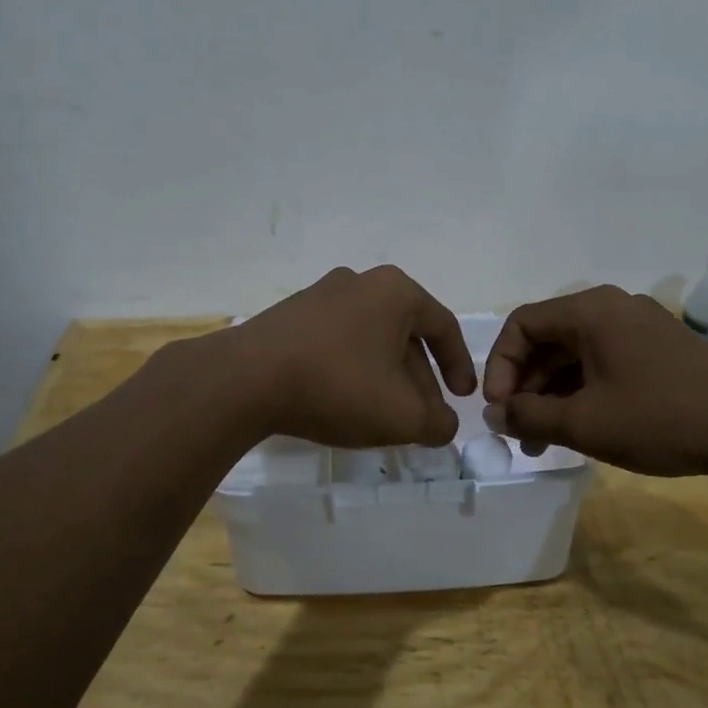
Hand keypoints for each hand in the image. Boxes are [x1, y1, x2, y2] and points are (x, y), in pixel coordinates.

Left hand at [221, 266, 476, 447]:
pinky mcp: (288, 316)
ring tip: (383, 417)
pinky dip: (350, 372)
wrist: (245, 380)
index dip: (459, 366)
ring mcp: (318, 296)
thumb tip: (443, 425)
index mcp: (394, 292)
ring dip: (384, 378)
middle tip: (421, 418)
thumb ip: (436, 423)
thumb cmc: (338, 386)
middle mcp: (359, 282)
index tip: (462, 398)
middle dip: (418, 381)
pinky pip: (335, 344)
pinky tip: (343, 403)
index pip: (443, 327)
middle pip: (404, 336)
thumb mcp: (402, 416)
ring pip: (369, 341)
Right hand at [481, 286, 707, 476]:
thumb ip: (528, 415)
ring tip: (543, 440)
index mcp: (590, 311)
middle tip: (517, 430)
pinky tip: (580, 427)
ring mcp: (639, 327)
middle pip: (547, 339)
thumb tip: (495, 414)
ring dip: (551, 393)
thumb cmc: (662, 419)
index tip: (498, 409)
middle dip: (525, 386)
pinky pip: (603, 362)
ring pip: (575, 354)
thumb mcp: (584, 423)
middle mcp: (612, 308)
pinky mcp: (658, 349)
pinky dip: (582, 391)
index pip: (521, 325)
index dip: (499, 366)